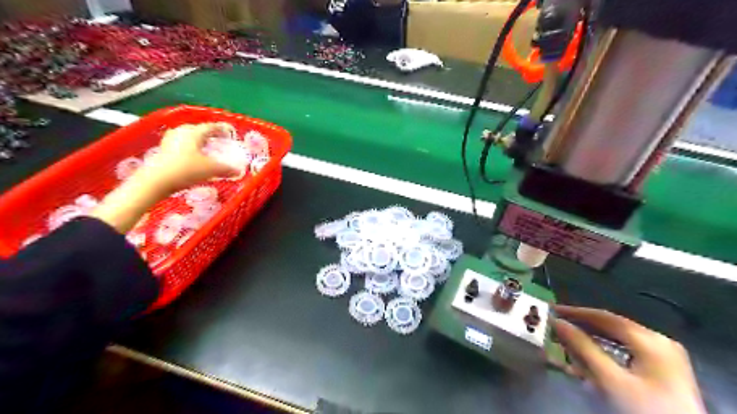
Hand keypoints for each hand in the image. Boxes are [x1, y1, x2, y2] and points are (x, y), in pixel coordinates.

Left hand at [93, 122, 235, 231]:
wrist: (156, 181)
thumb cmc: (186, 170)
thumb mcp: (211, 170)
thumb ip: (226, 169)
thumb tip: (239, 171)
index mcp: (194, 133)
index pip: (210, 127)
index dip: (221, 129)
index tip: (229, 131)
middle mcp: (181, 133)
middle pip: (197, 129)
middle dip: (208, 134)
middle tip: (218, 140)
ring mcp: (169, 141)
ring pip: (187, 137)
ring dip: (197, 141)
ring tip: (205, 148)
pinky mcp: (163, 151)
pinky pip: (179, 145)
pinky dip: (188, 148)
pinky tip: (192, 157)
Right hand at [553, 304, 707, 413]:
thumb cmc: (644, 411)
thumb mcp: (610, 379)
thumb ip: (582, 347)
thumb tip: (557, 323)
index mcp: (650, 339)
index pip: (604, 317)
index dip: (575, 312)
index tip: (550, 310)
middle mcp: (658, 342)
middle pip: (610, 328)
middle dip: (580, 329)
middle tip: (554, 329)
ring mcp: (663, 358)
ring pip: (616, 342)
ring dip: (589, 344)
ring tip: (565, 346)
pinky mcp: (661, 374)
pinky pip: (625, 355)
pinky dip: (603, 356)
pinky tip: (586, 363)